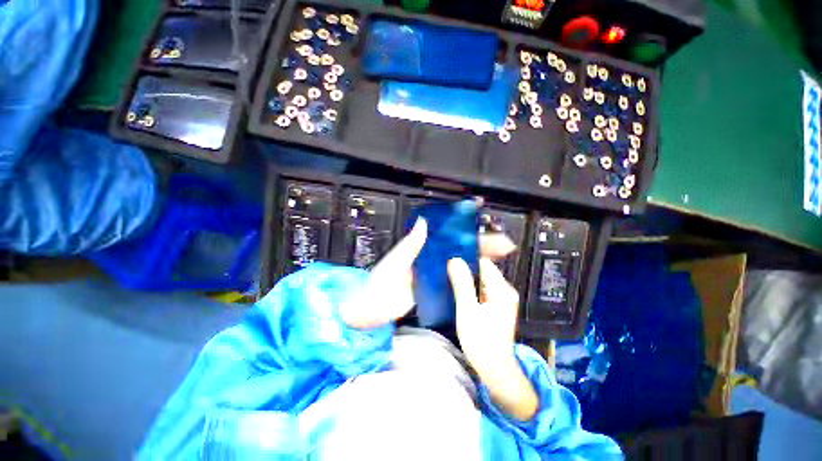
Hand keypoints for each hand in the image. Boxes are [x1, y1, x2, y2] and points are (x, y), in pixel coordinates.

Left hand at [338, 221, 517, 329]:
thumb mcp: (392, 263)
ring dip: (480, 259)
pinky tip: (485, 278)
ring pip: (460, 263)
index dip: (464, 227)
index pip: (446, 233)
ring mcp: (434, 275)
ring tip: (502, 256)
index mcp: (420, 248)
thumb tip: (423, 222)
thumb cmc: (378, 285)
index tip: (482, 219)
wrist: (370, 311)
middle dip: (481, 244)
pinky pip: (456, 281)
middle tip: (504, 244)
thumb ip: (408, 245)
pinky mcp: (436, 290)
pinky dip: (470, 277)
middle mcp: (429, 258)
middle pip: (459, 248)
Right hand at [448, 257, 538, 420]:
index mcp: (501, 289)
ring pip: (481, 280)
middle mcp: (505, 290)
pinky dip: (470, 288)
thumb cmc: (481, 340)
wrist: (495, 369)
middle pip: (483, 270)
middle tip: (446, 269)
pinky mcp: (497, 306)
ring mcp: (502, 298)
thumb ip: (462, 284)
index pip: (484, 262)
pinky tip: (458, 290)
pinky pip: (482, 289)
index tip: (450, 258)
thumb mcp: (468, 310)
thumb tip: (454, 259)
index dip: (466, 258)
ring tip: (449, 277)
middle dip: (465, 268)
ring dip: (467, 278)